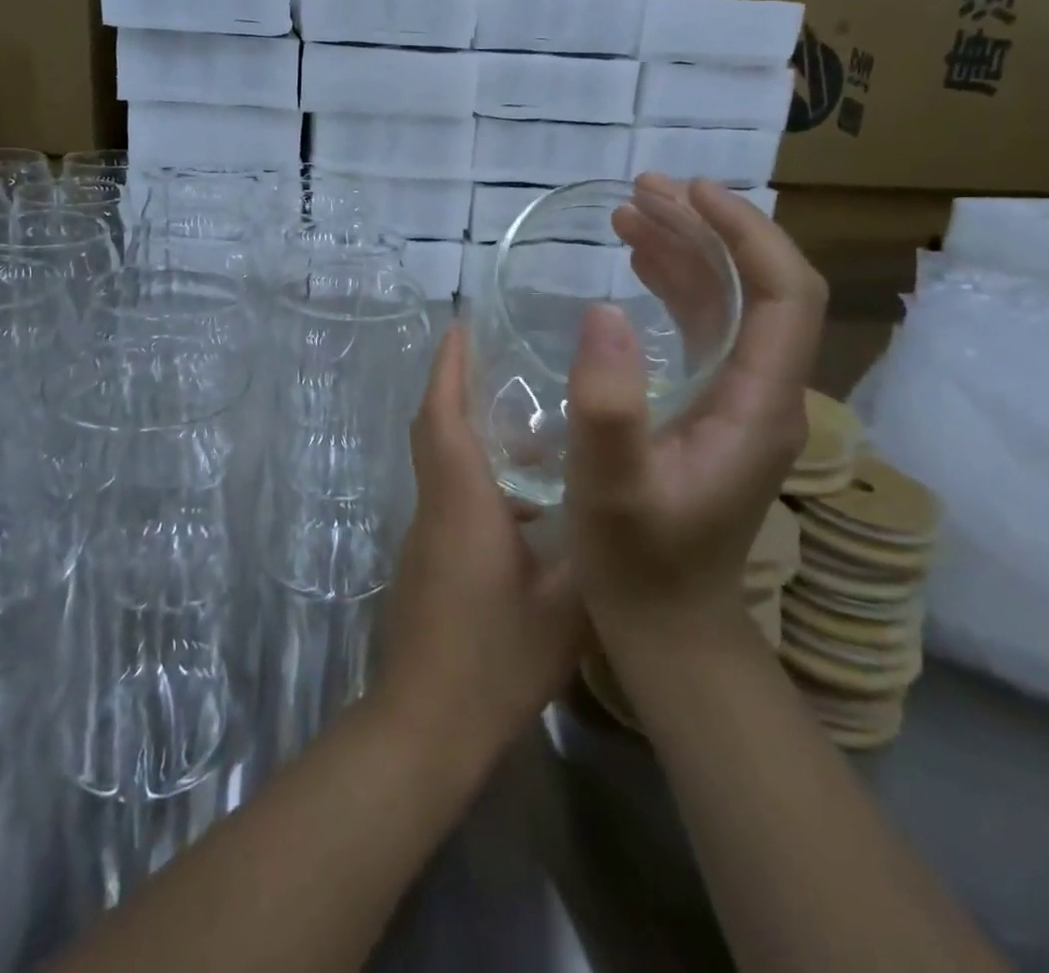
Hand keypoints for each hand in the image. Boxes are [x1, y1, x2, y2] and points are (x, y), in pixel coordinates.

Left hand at [378, 325, 587, 771]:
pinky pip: (448, 493)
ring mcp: (425, 534)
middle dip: (455, 384)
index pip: (442, 416)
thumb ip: (596, 552)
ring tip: (531, 421)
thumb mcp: (568, 607)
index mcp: (462, 501)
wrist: (425, 724)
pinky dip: (476, 473)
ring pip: (441, 461)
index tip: (460, 325)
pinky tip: (526, 499)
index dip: (449, 367)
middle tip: (498, 355)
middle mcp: (435, 505)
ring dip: (470, 429)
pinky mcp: (427, 559)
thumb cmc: (495, 660)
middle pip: (434, 428)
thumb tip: (623, 505)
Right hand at [566, 175, 826, 648]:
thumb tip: (602, 309)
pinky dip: (675, 286)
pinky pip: (706, 326)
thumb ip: (609, 405)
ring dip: (686, 250)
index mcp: (760, 403)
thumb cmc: (640, 561)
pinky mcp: (713, 406)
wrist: (668, 622)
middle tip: (642, 191)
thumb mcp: (613, 487)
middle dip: (707, 227)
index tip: (690, 192)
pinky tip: (638, 267)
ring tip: (629, 214)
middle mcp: (764, 391)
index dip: (746, 232)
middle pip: (759, 284)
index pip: (787, 293)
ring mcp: (740, 398)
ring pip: (730, 301)